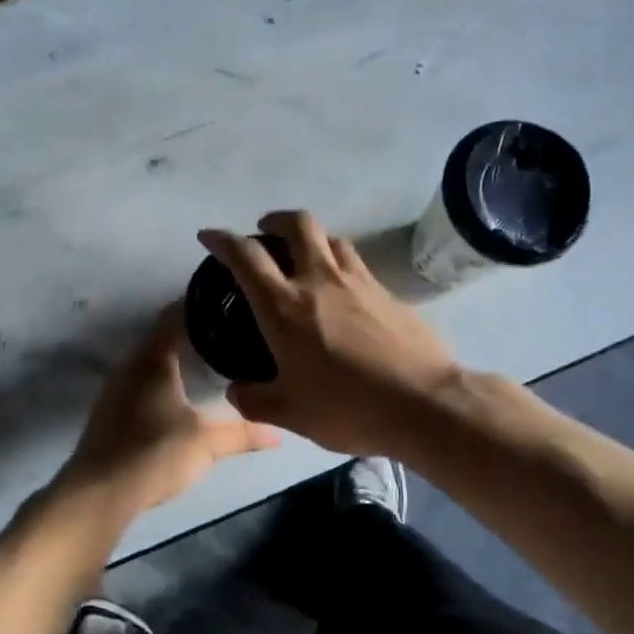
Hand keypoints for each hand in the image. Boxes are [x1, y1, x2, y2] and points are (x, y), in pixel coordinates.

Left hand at [57, 305, 279, 518]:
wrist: (99, 492)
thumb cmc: (155, 453)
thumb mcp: (207, 443)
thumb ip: (243, 433)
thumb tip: (279, 433)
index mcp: (153, 358)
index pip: (175, 315)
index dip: (199, 306)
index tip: (227, 304)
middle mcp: (130, 364)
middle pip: (162, 336)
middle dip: (192, 333)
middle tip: (227, 334)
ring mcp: (115, 387)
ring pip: (149, 360)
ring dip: (174, 358)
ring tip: (208, 361)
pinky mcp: (108, 410)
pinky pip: (139, 381)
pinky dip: (160, 380)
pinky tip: (179, 395)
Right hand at [198, 211, 466, 457]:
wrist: (424, 404)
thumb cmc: (348, 407)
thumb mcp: (291, 414)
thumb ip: (254, 400)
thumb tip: (235, 391)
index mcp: (284, 307)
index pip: (246, 256)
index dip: (222, 240)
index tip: (209, 236)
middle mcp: (319, 281)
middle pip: (298, 224)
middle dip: (275, 219)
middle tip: (265, 231)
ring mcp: (358, 282)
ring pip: (332, 238)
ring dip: (312, 238)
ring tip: (305, 256)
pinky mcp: (388, 293)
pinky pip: (357, 264)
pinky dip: (340, 264)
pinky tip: (342, 292)